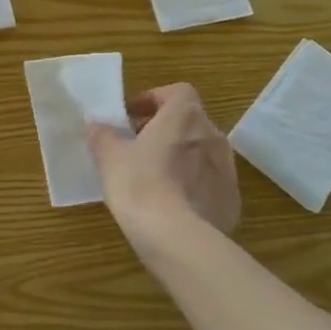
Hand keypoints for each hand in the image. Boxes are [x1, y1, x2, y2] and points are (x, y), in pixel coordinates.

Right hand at [87, 83, 241, 241]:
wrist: (176, 237)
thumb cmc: (139, 184)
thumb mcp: (109, 156)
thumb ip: (102, 135)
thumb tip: (98, 127)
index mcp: (184, 116)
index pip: (176, 92)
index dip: (153, 99)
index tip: (131, 117)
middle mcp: (213, 136)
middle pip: (189, 122)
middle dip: (164, 130)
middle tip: (137, 147)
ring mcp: (228, 169)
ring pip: (201, 153)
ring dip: (180, 157)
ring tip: (153, 177)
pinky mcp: (232, 200)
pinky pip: (209, 183)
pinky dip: (192, 185)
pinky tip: (172, 204)